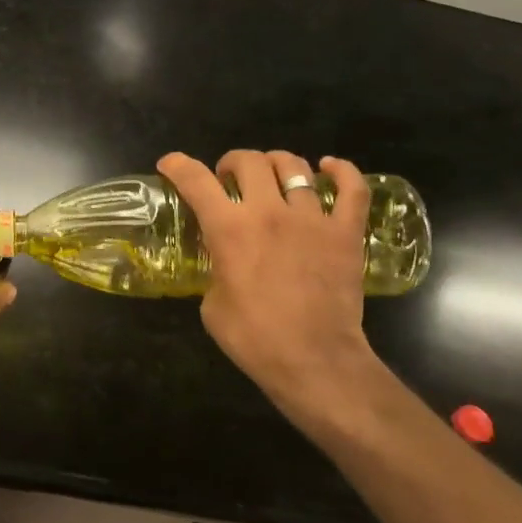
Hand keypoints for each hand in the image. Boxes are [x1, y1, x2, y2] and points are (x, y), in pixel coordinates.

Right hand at [158, 149, 381, 415]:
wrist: (315, 361)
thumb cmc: (254, 338)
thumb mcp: (212, 304)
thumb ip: (214, 269)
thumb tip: (222, 262)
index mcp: (229, 229)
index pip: (195, 180)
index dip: (177, 165)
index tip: (170, 164)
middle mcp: (268, 212)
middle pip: (249, 161)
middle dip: (231, 162)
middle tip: (228, 179)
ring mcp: (312, 218)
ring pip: (295, 167)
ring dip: (275, 163)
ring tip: (271, 174)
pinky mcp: (346, 232)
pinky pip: (352, 188)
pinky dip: (341, 171)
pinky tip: (329, 167)